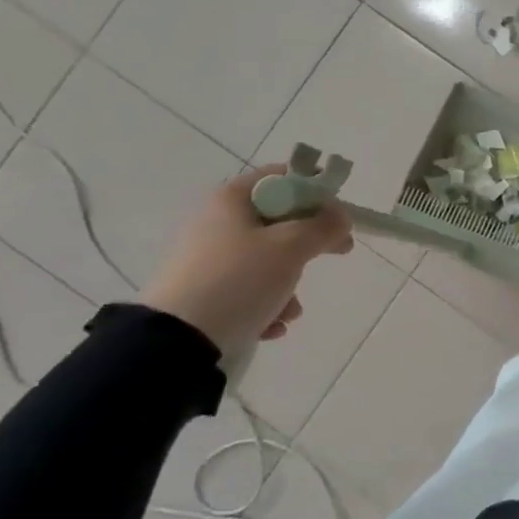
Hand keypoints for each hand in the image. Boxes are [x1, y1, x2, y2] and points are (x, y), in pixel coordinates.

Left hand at [139, 166, 354, 357]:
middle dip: (309, 242)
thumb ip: (323, 226)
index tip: (338, 214)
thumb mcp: (291, 247)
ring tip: (291, 310)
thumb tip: (341, 217)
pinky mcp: (203, 291)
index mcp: (232, 199)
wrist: (177, 340)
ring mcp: (208, 258)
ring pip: (268, 259)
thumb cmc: (240, 279)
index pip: (283, 177)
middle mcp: (217, 222)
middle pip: (279, 221)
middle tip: (340, 251)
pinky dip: (267, 304)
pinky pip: (249, 288)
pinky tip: (272, 326)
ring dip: (290, 283)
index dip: (316, 192)